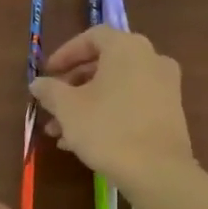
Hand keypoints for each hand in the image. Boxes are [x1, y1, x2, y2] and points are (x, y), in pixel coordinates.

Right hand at [29, 27, 195, 191]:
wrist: (157, 171)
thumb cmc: (108, 129)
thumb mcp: (68, 108)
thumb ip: (49, 90)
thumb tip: (37, 83)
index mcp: (127, 48)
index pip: (92, 37)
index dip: (65, 53)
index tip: (48, 74)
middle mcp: (151, 59)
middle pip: (104, 64)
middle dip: (73, 86)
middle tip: (52, 105)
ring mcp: (165, 86)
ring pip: (116, 88)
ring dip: (86, 105)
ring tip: (60, 131)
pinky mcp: (170, 112)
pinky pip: (132, 104)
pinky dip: (108, 114)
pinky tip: (84, 141)